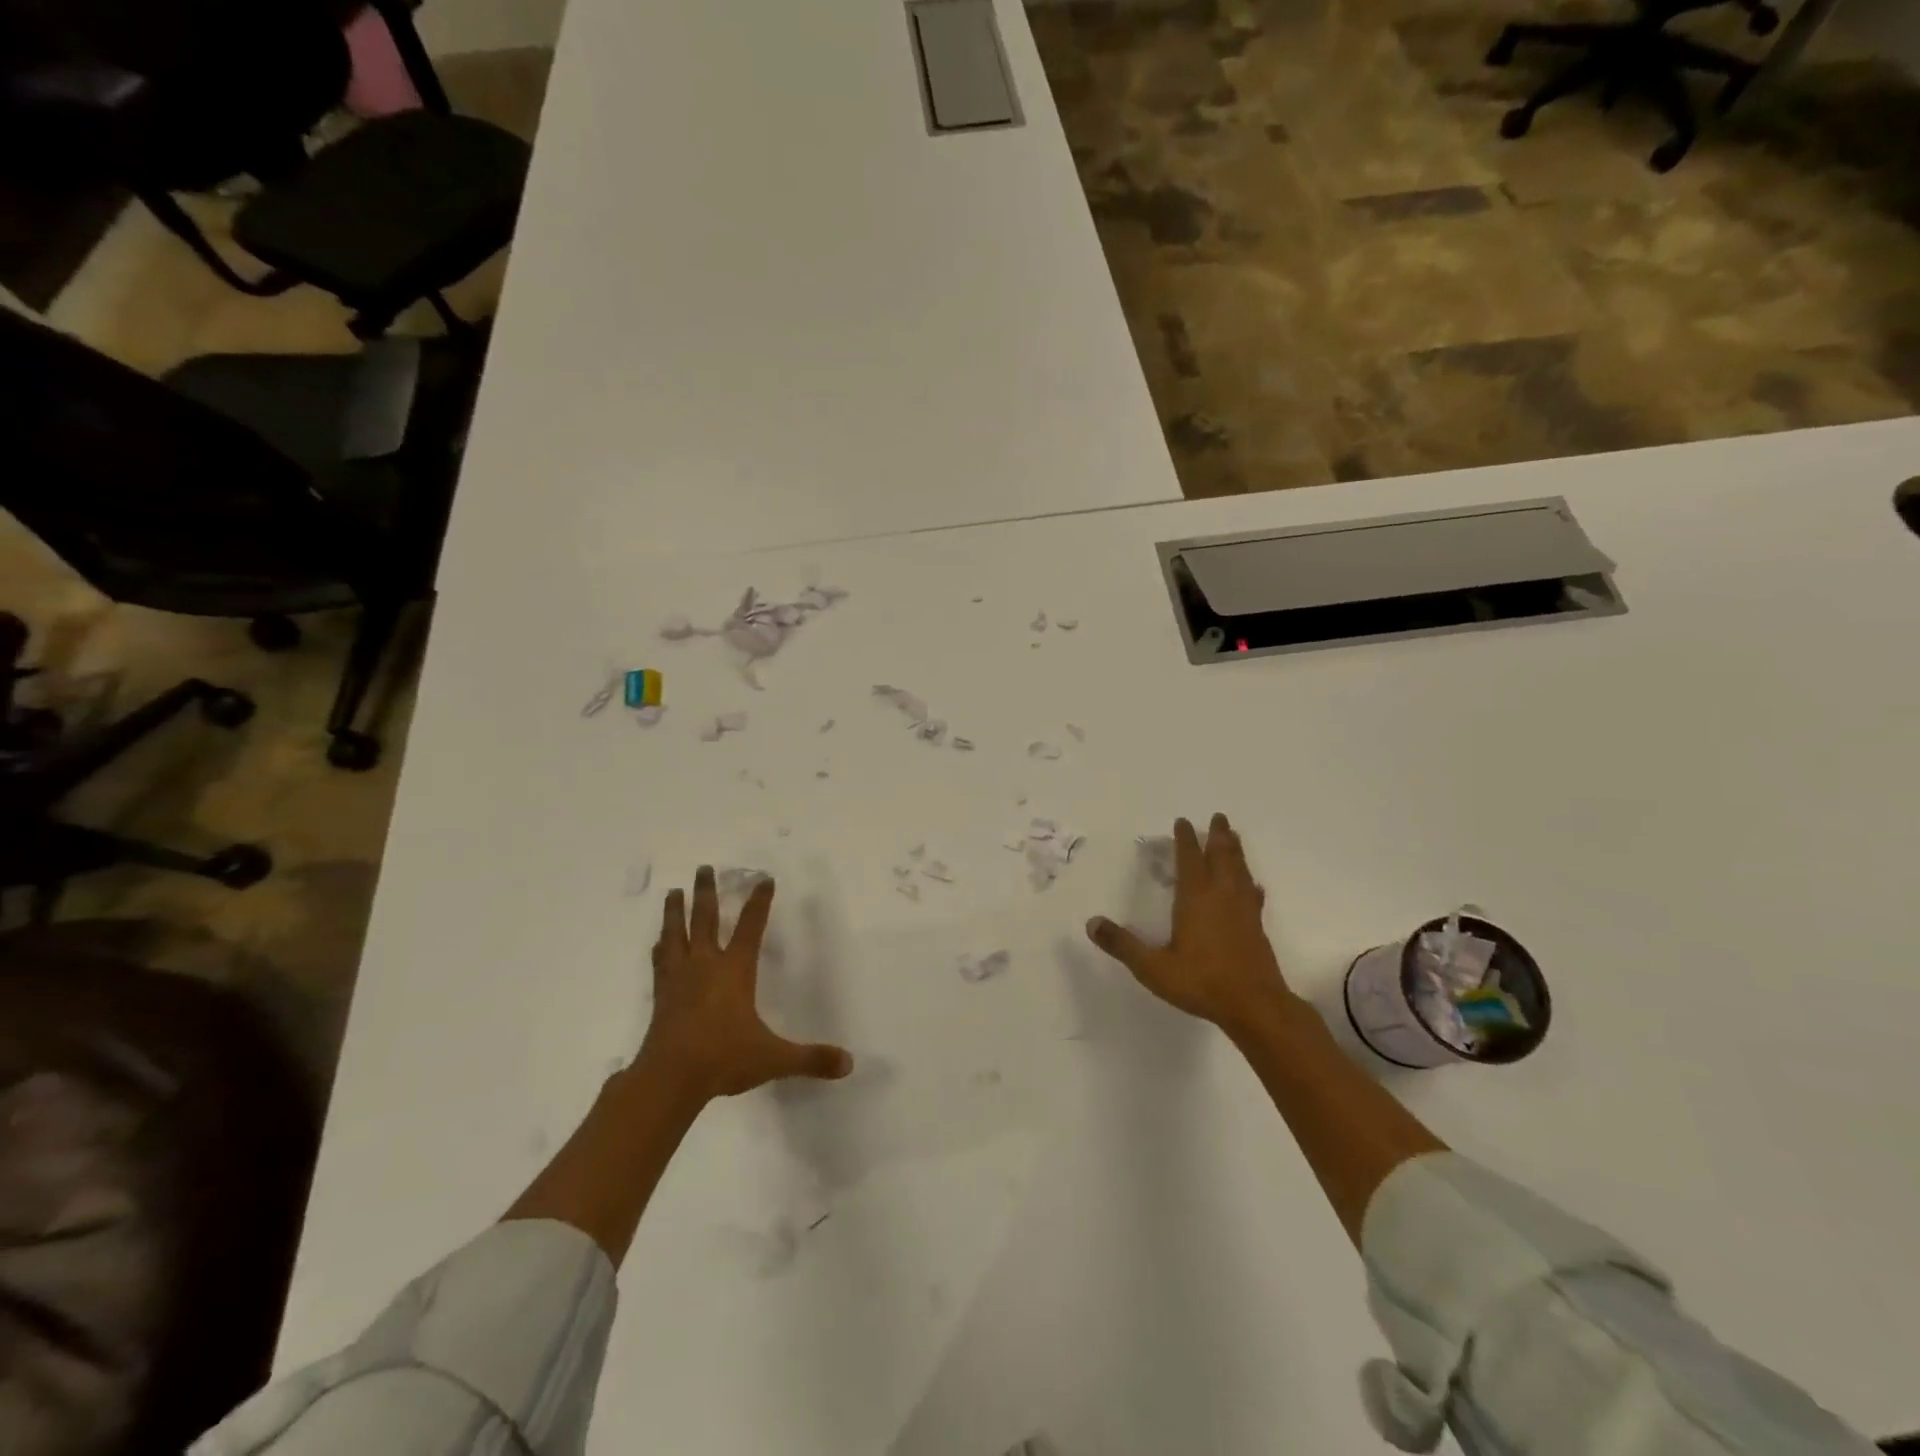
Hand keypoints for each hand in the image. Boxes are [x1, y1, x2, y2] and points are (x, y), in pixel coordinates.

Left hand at [641, 867, 853, 1100]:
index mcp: (735, 971)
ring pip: (676, 934)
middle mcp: (705, 966)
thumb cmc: (724, 1059)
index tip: (763, 879)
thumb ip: (811, 1058)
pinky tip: (658, 943)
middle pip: (704, 919)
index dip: (759, 902)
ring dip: (675, 911)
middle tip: (704, 867)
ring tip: (673, 891)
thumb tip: (849, 1064)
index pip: (750, 927)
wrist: (668, 1079)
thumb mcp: (774, 1058)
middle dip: (706, 892)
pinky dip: (661, 948)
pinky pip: (661, 962)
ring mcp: (679, 980)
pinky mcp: (661, 997)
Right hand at [1085, 814, 1299, 1034]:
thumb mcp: (1153, 967)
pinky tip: (1254, 885)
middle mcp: (1221, 897)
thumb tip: (1092, 923)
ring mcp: (1243, 911)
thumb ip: (1123, 945)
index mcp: (1195, 899)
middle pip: (1221, 857)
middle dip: (1218, 836)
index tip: (1182, 821)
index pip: (1189, 860)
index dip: (1185, 839)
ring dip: (1235, 851)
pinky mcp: (1257, 927)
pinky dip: (1250, 884)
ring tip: (1233, 837)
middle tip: (1219, 817)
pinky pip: (1253, 895)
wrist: (1255, 1006)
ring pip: (1240, 871)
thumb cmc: (1201, 982)